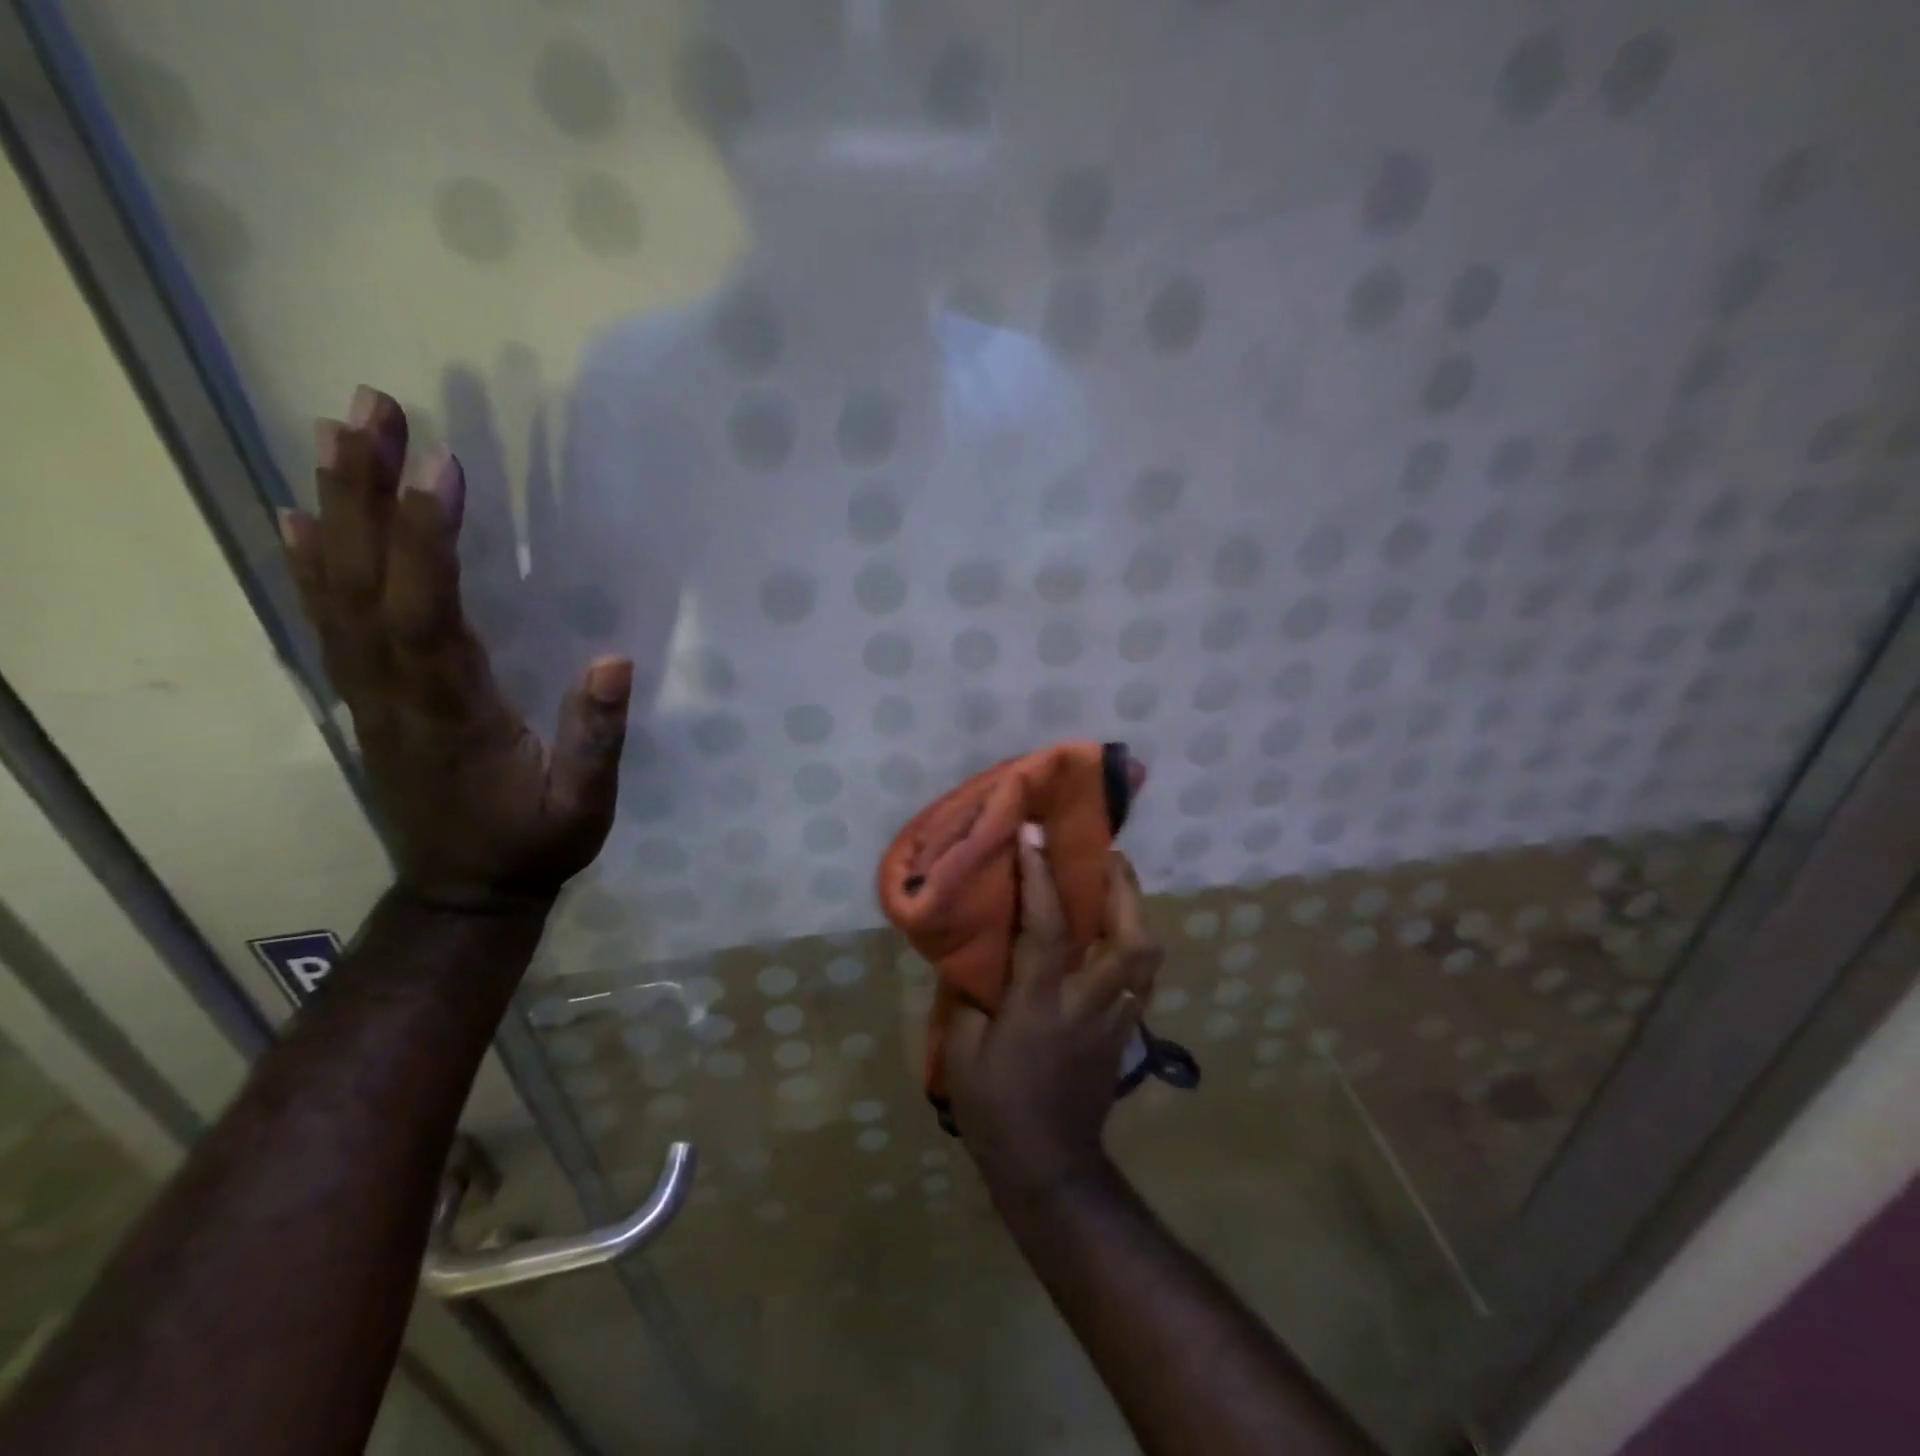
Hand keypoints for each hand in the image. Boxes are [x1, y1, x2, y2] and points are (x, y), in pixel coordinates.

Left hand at [280, 386, 631, 911]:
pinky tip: (298, 515)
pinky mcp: (366, 697)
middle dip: (365, 491)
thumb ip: (596, 741)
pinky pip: (329, 620)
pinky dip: (309, 562)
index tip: (440, 465)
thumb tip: (615, 662)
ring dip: (334, 507)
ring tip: (336, 432)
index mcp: (452, 715)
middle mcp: (394, 693)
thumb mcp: (583, 808)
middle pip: (366, 583)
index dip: (427, 540)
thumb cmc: (532, 847)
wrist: (462, 893)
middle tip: (370, 409)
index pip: (428, 614)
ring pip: (338, 591)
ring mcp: (369, 694)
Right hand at [945, 830, 1162, 1192]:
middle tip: (1106, 855)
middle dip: (1123, 889)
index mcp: (1040, 1005)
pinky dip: (1133, 947)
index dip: (1039, 876)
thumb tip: (976, 953)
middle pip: (1128, 940)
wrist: (1048, 1168)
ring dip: (1135, 913)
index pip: (1046, 929)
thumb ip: (972, 995)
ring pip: (1146, 958)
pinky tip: (1115, 937)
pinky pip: (1141, 979)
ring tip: (1116, 886)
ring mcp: (1114, 1021)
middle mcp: (1087, 1005)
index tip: (1033, 833)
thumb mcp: (962, 1049)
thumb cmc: (995, 1108)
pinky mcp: (1125, 1035)